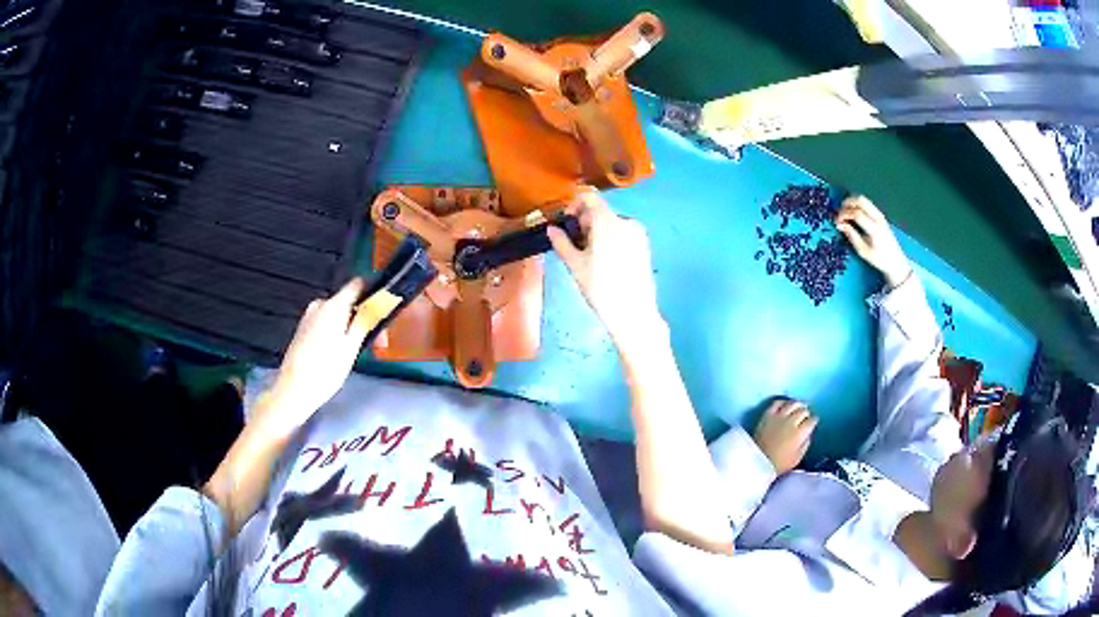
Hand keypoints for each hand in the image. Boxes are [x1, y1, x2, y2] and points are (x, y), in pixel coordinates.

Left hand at [262, 278, 378, 431]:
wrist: (294, 389)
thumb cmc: (325, 370)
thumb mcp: (352, 347)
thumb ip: (365, 320)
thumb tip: (377, 302)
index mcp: (333, 306)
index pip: (357, 285)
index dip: (373, 294)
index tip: (382, 310)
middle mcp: (319, 305)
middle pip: (348, 302)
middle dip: (363, 318)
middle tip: (376, 341)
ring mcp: (309, 317)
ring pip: (337, 315)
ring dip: (350, 327)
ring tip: (359, 352)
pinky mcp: (303, 330)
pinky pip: (326, 323)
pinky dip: (336, 333)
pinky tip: (341, 353)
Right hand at [548, 189, 662, 353]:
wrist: (634, 313)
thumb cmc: (601, 288)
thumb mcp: (576, 265)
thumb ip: (562, 242)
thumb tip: (551, 228)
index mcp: (608, 221)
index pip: (588, 197)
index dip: (573, 204)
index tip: (565, 222)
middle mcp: (626, 221)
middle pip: (599, 211)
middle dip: (584, 222)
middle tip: (574, 244)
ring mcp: (638, 233)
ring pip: (610, 223)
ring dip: (596, 232)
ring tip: (589, 256)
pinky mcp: (644, 245)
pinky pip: (622, 233)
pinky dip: (610, 239)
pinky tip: (605, 260)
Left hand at [753, 400, 818, 474]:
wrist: (757, 462)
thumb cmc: (779, 463)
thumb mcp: (797, 458)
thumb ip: (805, 444)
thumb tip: (808, 434)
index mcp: (799, 433)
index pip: (811, 421)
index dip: (814, 420)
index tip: (813, 422)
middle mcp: (790, 422)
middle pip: (803, 411)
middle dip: (806, 413)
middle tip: (806, 415)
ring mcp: (778, 417)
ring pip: (792, 404)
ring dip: (797, 404)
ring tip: (799, 407)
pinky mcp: (767, 415)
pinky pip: (777, 403)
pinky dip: (783, 402)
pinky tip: (785, 404)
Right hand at [835, 195, 910, 288]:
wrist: (895, 260)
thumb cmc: (879, 258)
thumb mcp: (863, 251)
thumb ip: (852, 236)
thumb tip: (840, 225)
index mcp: (874, 229)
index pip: (856, 213)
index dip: (844, 214)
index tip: (837, 221)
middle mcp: (878, 218)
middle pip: (861, 201)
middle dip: (847, 203)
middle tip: (839, 212)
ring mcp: (880, 215)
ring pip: (864, 199)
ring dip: (852, 202)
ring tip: (845, 211)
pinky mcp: (880, 215)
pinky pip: (867, 203)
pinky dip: (857, 204)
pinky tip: (853, 213)